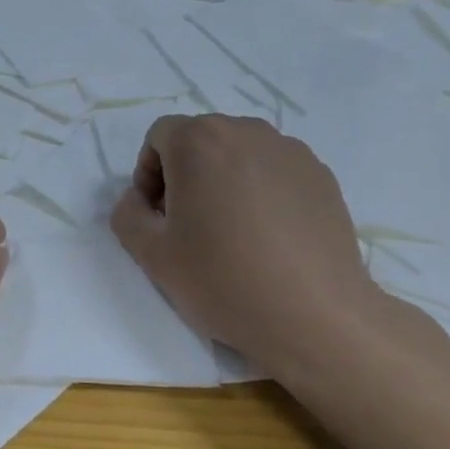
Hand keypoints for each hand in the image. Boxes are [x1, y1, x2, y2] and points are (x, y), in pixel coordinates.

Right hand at [110, 115, 387, 379]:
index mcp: (201, 142)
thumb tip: (138, 200)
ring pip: (240, 154)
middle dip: (185, 174)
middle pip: (201, 139)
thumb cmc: (222, 280)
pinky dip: (261, 192)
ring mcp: (292, 152)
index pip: (160, 135)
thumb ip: (127, 215)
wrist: (313, 315)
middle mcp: (248, 132)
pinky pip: (276, 172)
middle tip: (188, 225)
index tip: (157, 215)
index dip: (148, 173)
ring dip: (224, 180)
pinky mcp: (322, 176)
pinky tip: (268, 239)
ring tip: (231, 232)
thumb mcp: (151, 255)